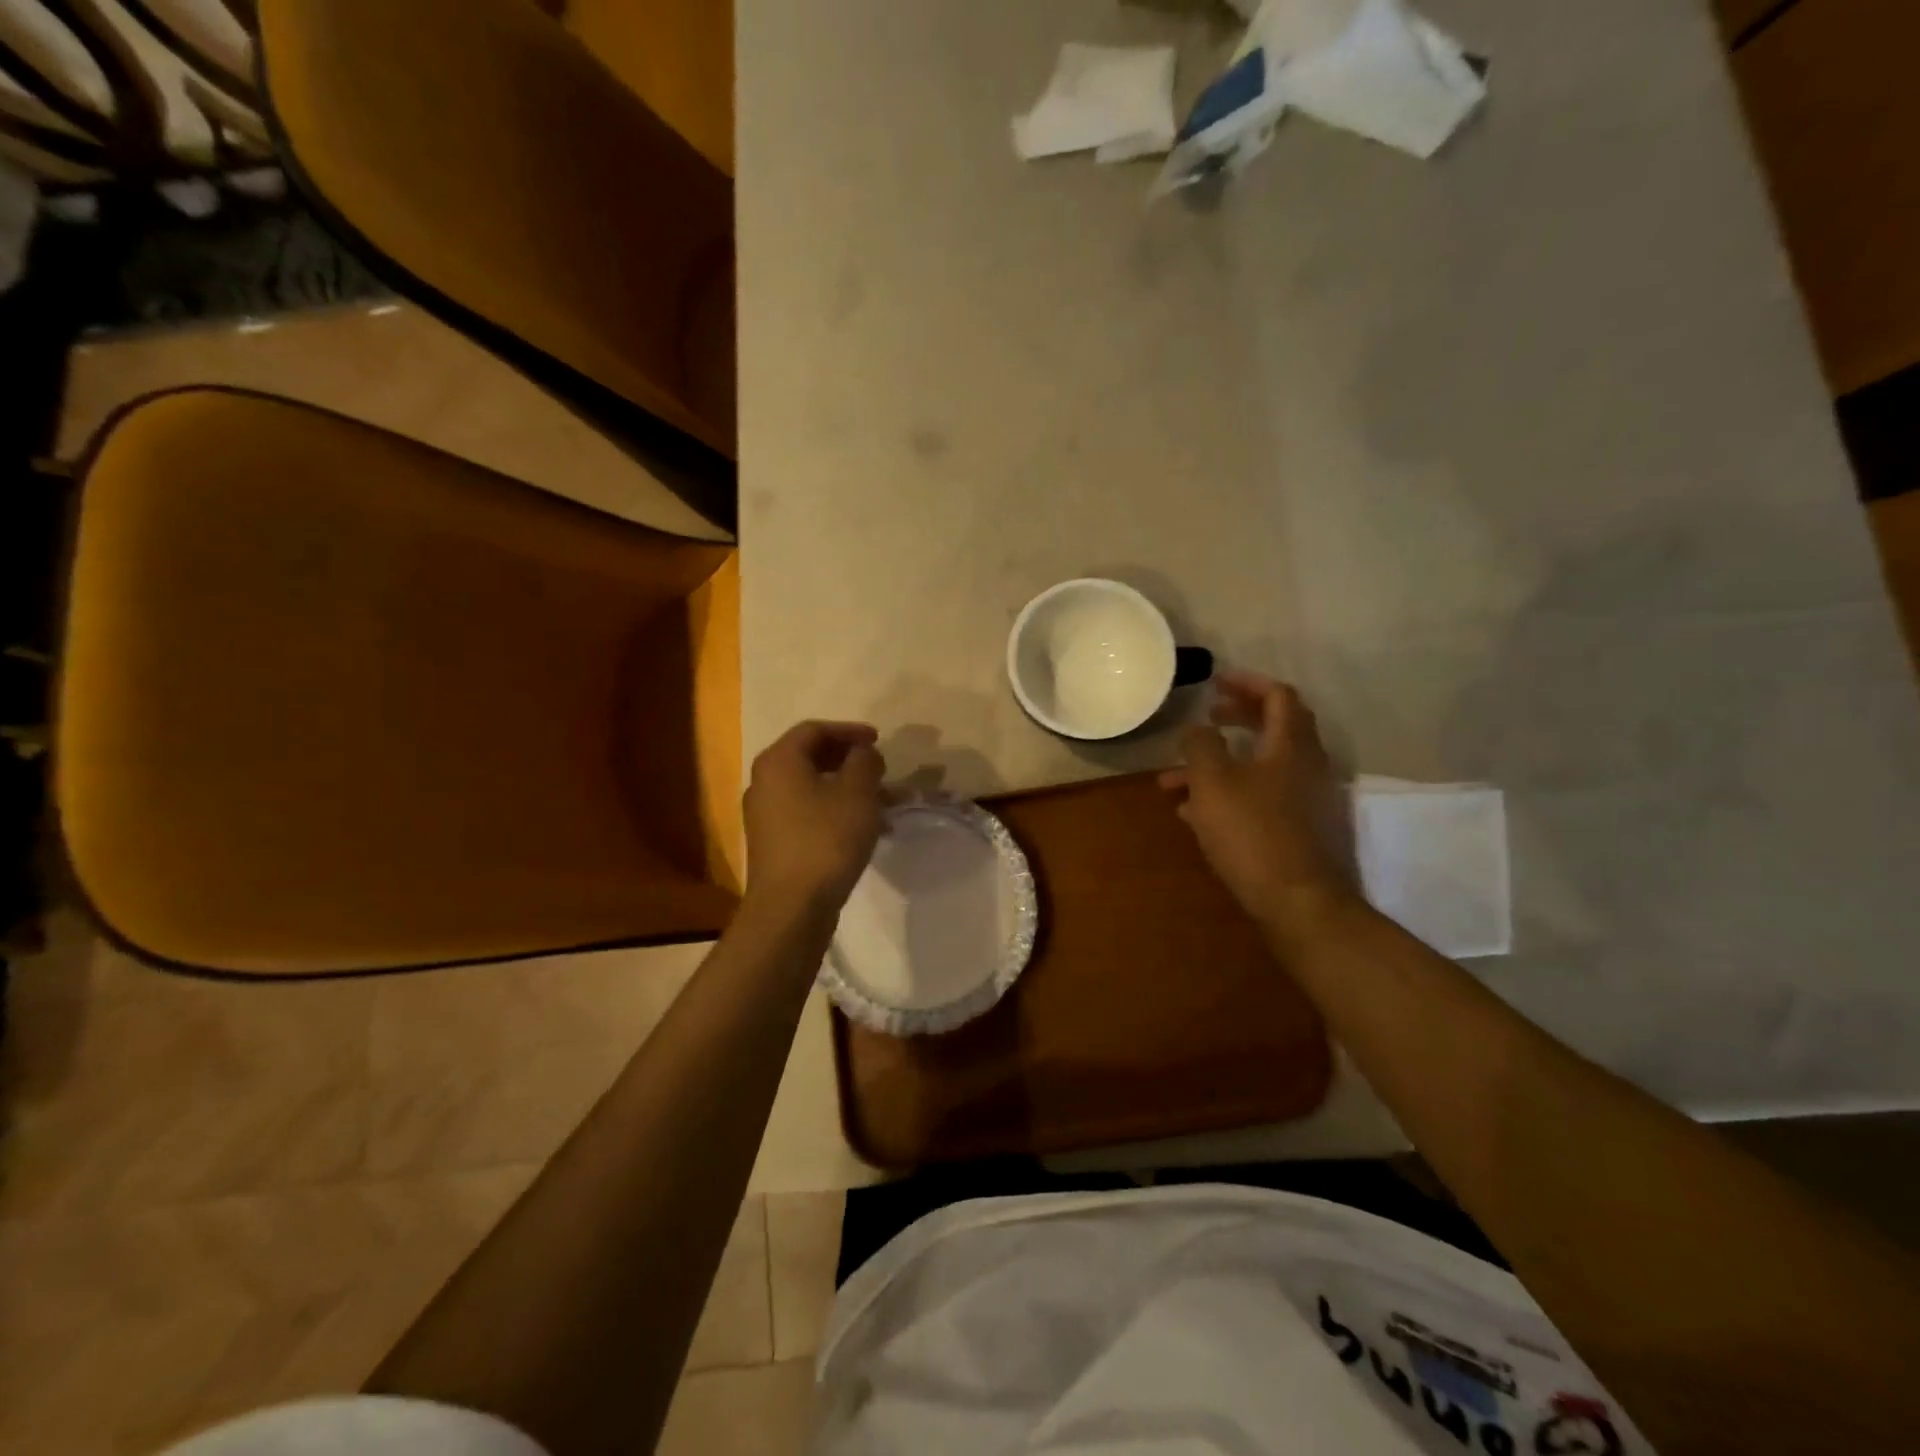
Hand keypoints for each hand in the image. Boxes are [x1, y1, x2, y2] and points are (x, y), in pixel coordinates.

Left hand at [743, 721, 885, 915]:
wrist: (792, 907)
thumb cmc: (826, 839)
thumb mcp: (858, 792)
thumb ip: (865, 761)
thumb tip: (863, 753)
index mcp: (779, 761)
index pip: (814, 729)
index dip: (849, 731)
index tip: (879, 741)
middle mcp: (764, 782)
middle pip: (810, 757)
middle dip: (850, 760)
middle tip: (880, 769)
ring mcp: (766, 815)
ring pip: (812, 788)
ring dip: (848, 789)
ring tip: (882, 803)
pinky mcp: (774, 843)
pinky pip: (808, 813)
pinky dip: (836, 811)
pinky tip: (864, 830)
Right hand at [1160, 673, 1356, 927]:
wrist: (1297, 902)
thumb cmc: (1252, 832)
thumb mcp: (1212, 781)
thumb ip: (1201, 746)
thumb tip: (1198, 728)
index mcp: (1291, 745)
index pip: (1278, 696)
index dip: (1246, 683)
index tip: (1214, 684)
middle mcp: (1305, 767)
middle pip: (1272, 729)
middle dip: (1234, 720)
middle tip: (1205, 719)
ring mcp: (1304, 800)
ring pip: (1258, 768)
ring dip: (1219, 766)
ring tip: (1173, 782)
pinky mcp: (1297, 830)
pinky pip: (1259, 798)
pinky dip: (1228, 794)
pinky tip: (1194, 813)